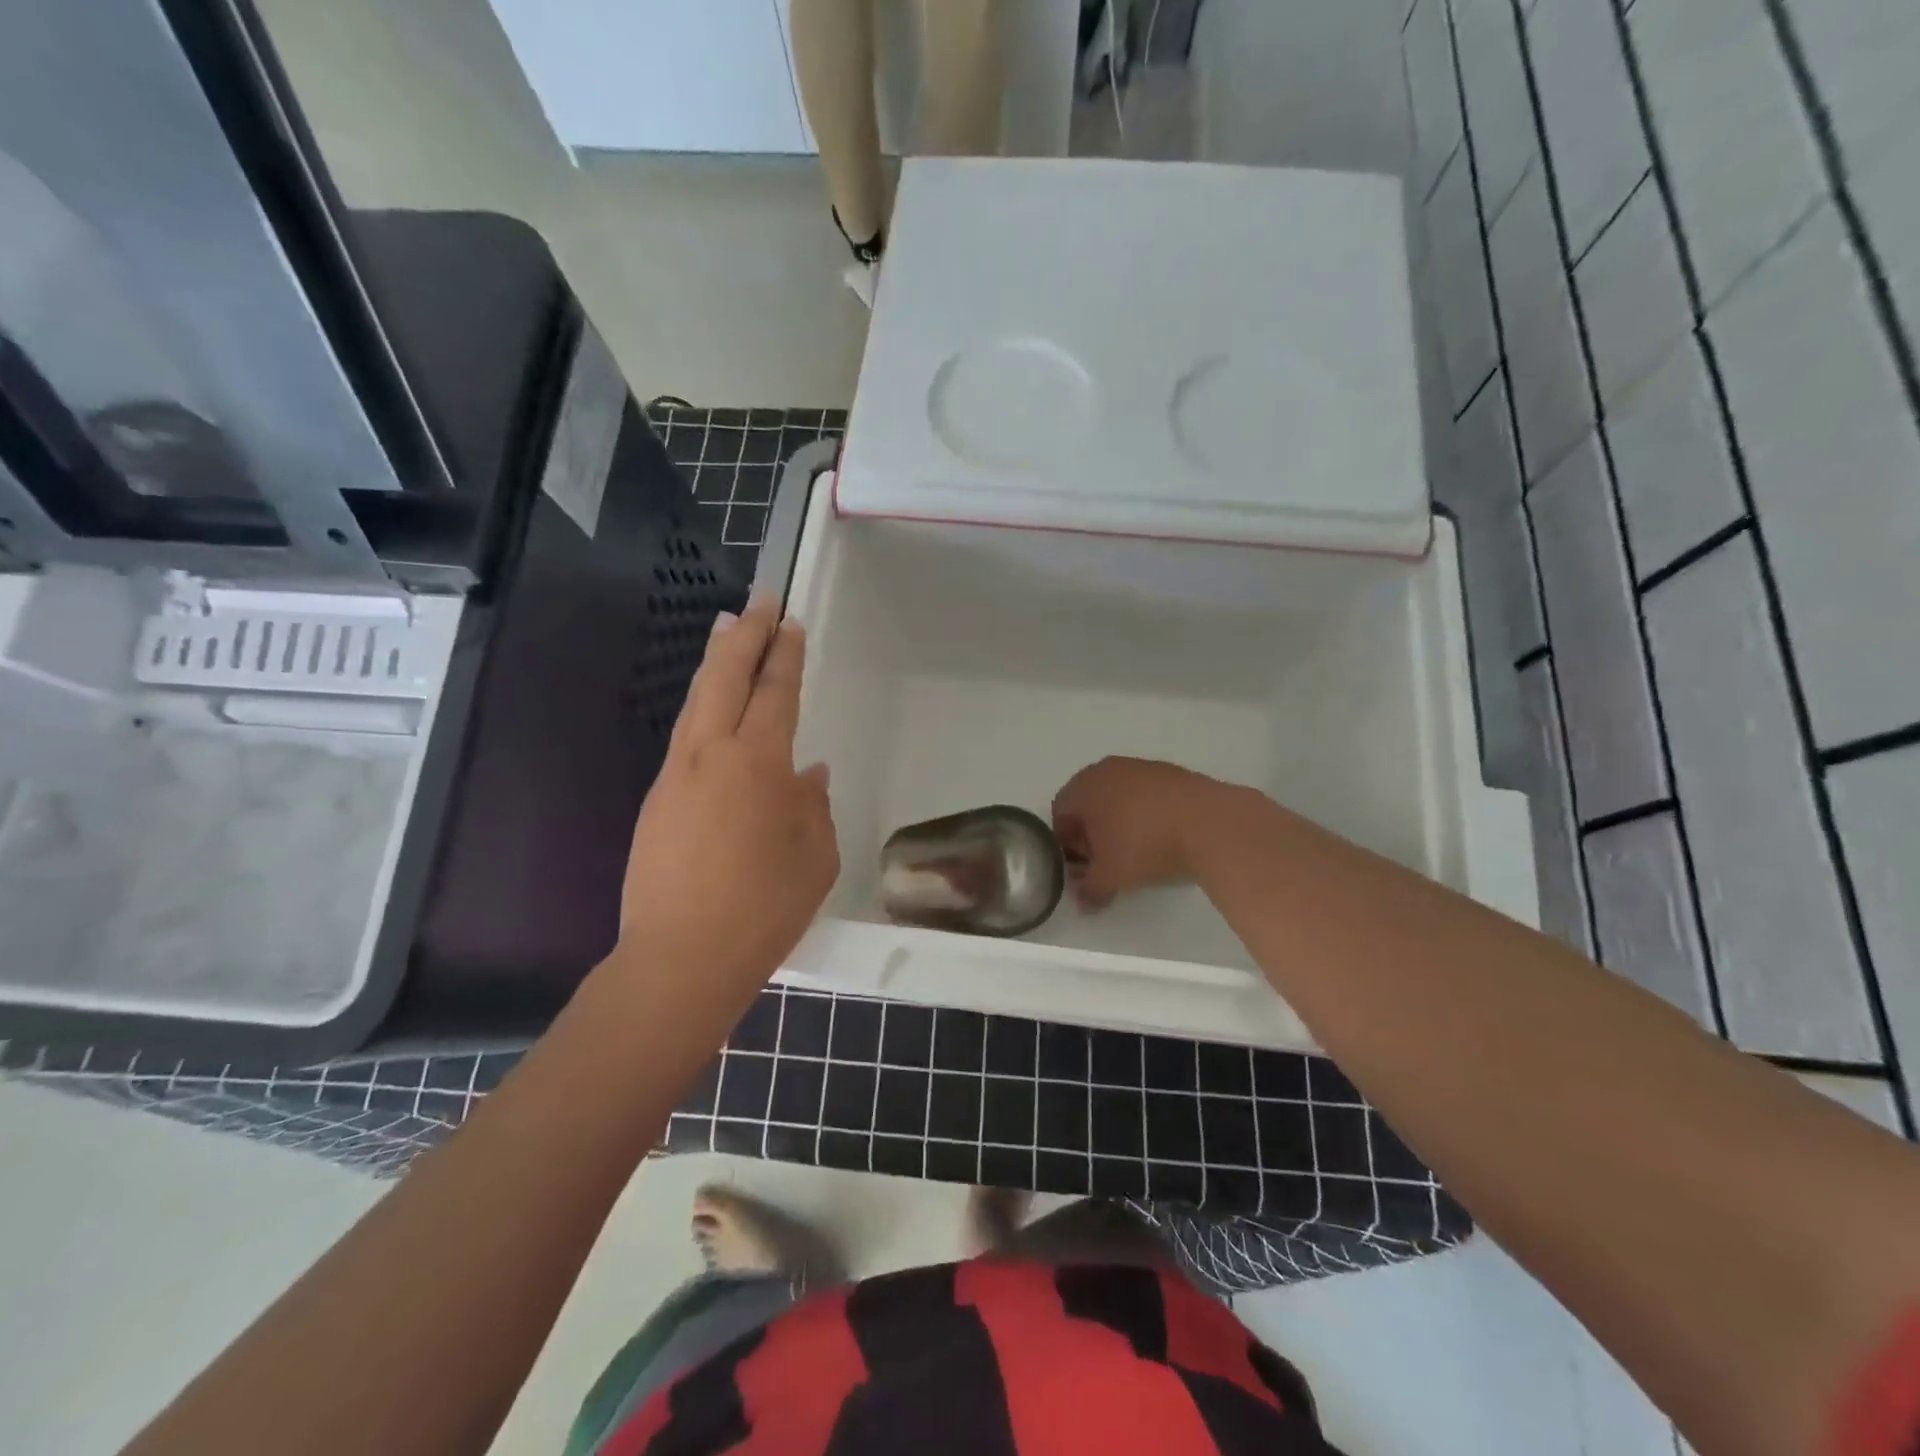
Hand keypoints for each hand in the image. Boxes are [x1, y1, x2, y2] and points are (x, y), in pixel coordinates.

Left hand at [615, 601, 837, 1008]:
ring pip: (696, 701)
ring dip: (714, 662)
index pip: (774, 692)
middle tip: (759, 602)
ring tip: (726, 632)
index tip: (790, 623)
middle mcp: (710, 754)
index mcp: (758, 762)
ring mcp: (675, 775)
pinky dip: (702, 707)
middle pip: (724, 677)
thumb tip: (808, 773)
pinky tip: (712, 712)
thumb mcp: (815, 856)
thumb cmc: (765, 907)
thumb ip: (813, 805)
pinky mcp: (656, 801)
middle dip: (745, 635)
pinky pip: (685, 737)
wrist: (681, 958)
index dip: (785, 655)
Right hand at [1051, 757, 1217, 908]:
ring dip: (1120, 822)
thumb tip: (1082, 901)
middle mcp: (1107, 769)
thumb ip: (1089, 889)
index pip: (1060, 814)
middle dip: (1092, 833)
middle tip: (1106, 861)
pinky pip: (1146, 795)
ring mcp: (1141, 767)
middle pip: (1088, 803)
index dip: (1067, 844)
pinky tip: (1162, 837)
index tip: (1083, 867)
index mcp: (1083, 787)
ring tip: (1137, 851)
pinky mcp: (1171, 772)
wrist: (1210, 823)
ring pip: (1118, 797)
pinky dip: (1146, 814)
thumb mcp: (1110, 876)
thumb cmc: (1144, 845)